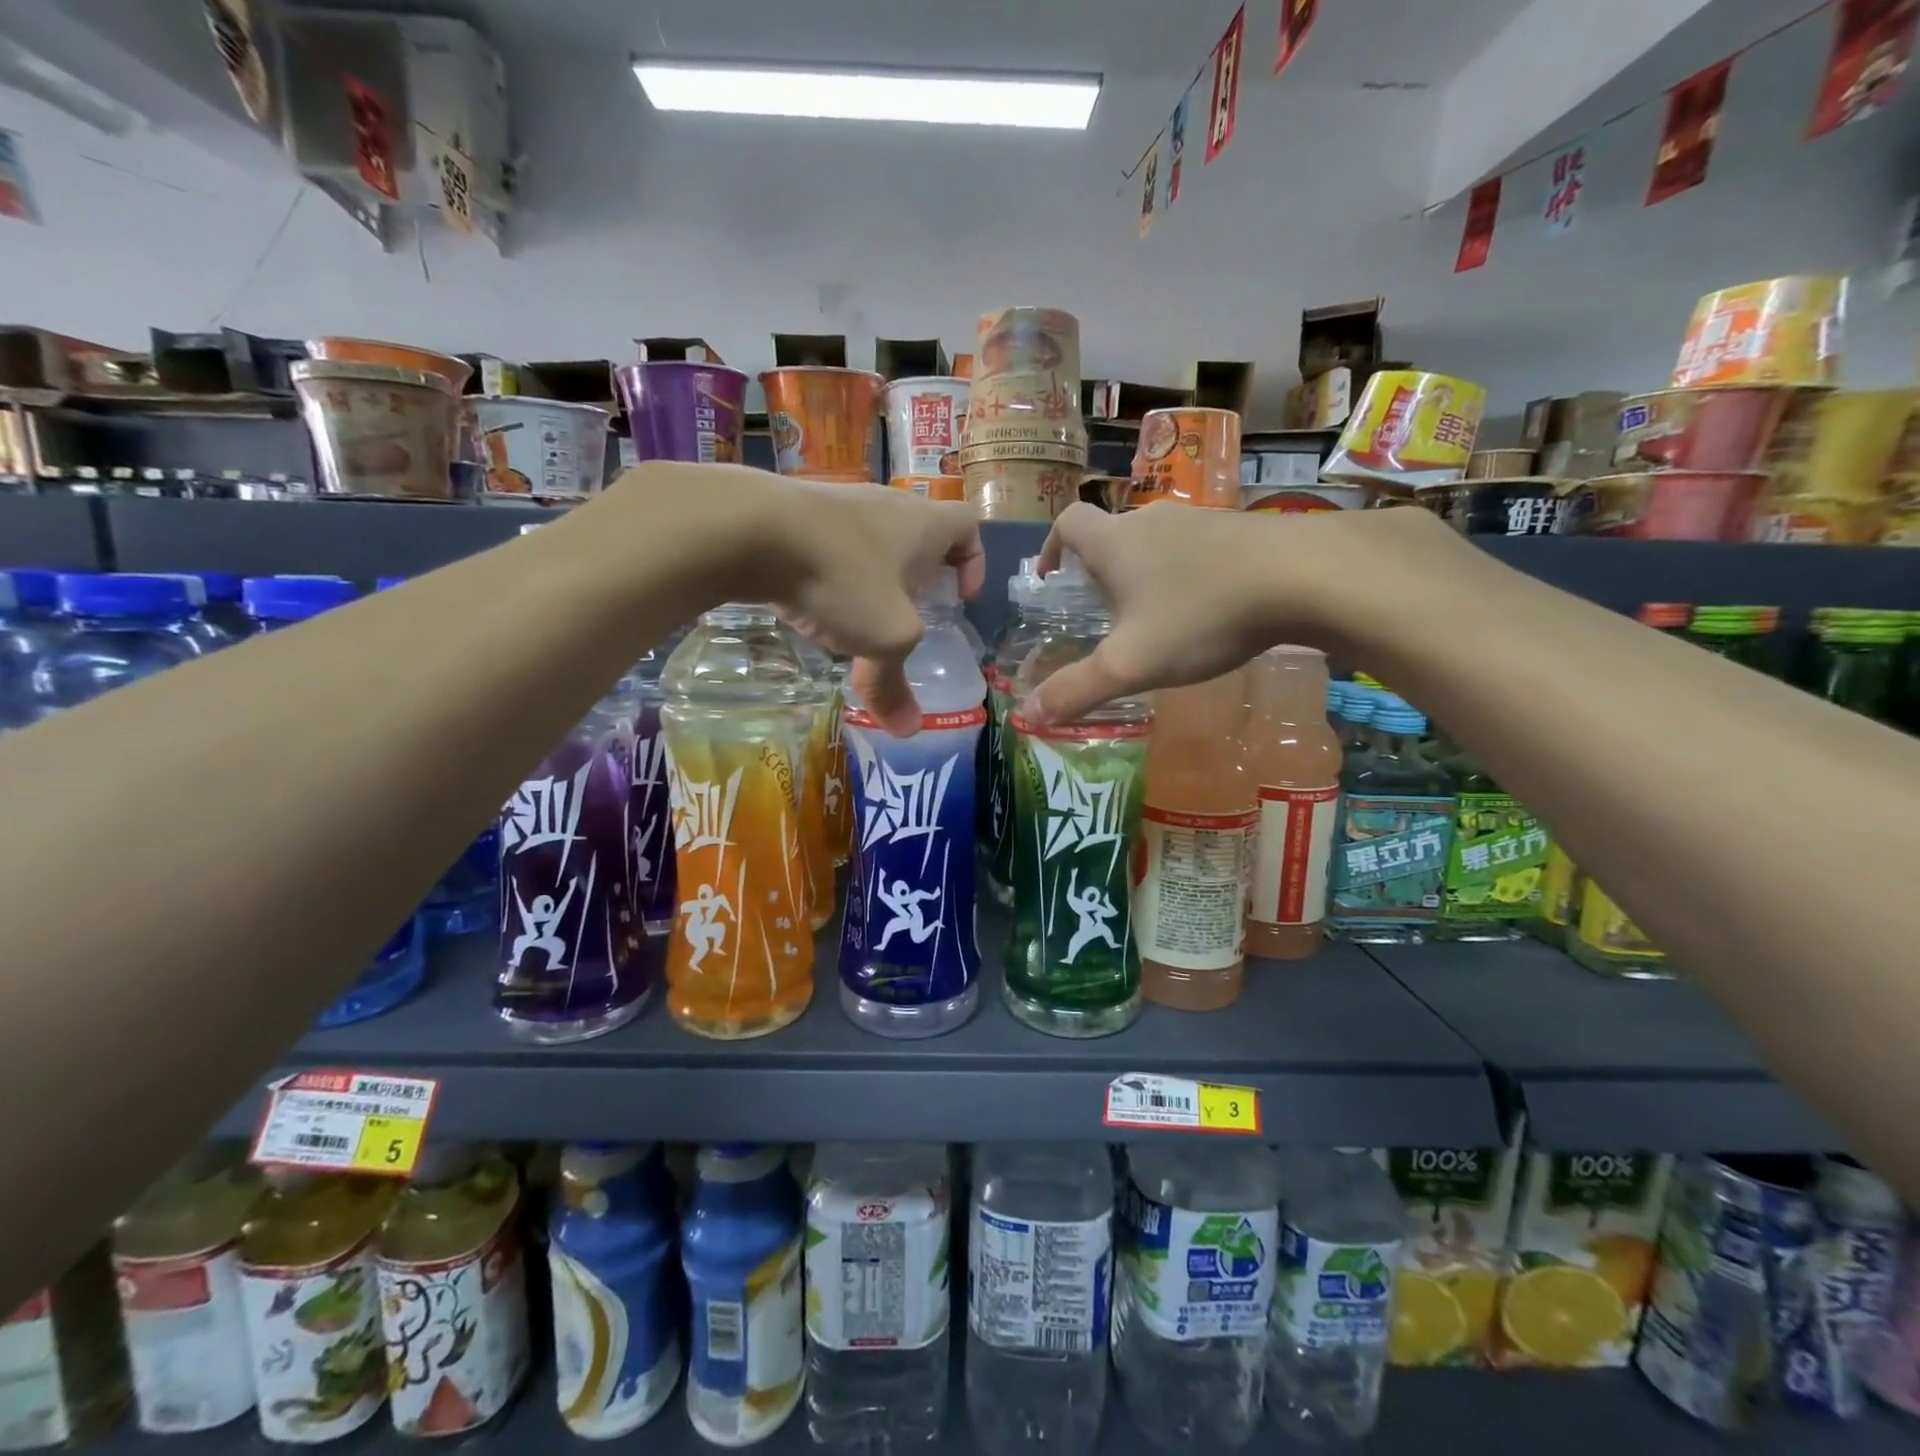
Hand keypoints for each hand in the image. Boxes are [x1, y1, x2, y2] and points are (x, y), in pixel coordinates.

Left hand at [727, 474, 984, 733]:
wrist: (750, 528)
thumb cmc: (843, 577)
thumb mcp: (883, 639)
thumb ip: (895, 686)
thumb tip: (907, 731)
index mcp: (924, 525)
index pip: (967, 526)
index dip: (974, 561)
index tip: (960, 598)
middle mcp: (887, 504)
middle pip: (919, 533)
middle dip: (920, 574)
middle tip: (911, 613)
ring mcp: (840, 502)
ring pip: (872, 539)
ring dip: (874, 575)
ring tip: (860, 617)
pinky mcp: (798, 512)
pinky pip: (831, 543)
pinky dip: (833, 572)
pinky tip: (815, 603)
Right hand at [1023, 502, 1444, 725]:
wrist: (1306, 576)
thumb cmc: (1201, 616)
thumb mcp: (1131, 665)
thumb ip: (1077, 690)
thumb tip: (1027, 715)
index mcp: (1116, 543)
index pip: (1068, 522)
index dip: (1051, 546)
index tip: (1051, 578)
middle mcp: (1152, 521)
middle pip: (1113, 533)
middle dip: (1099, 568)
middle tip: (1103, 612)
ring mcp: (1200, 520)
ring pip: (1157, 541)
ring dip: (1145, 572)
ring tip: (1155, 617)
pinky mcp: (1241, 530)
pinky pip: (1198, 549)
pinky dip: (1187, 574)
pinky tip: (1208, 610)